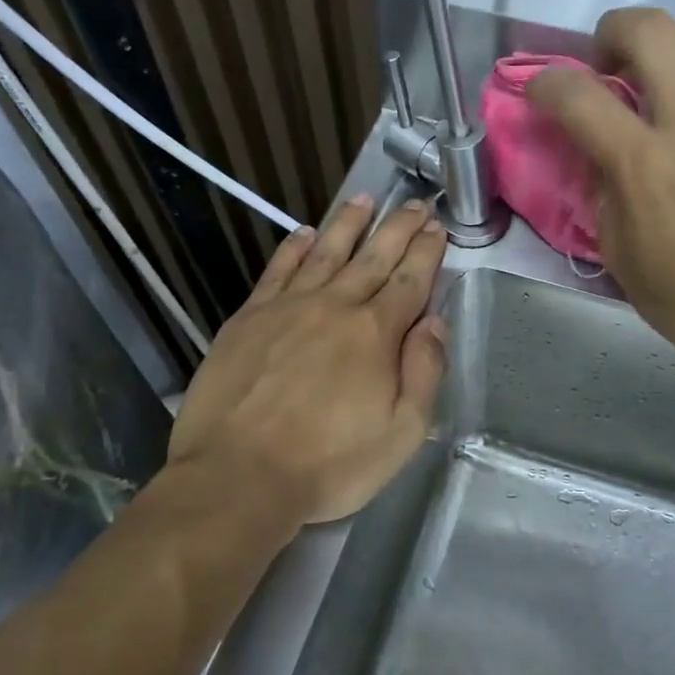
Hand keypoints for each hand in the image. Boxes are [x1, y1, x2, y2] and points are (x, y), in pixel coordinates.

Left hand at [168, 195, 448, 525]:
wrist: (237, 476)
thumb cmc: (328, 464)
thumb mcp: (401, 434)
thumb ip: (423, 373)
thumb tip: (434, 322)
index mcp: (375, 334)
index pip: (410, 281)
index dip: (426, 252)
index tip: (437, 227)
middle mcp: (334, 307)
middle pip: (373, 257)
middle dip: (398, 228)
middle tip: (415, 204)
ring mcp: (287, 308)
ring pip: (325, 252)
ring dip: (349, 223)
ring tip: (366, 199)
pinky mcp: (248, 318)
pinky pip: (277, 271)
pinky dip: (293, 248)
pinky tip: (303, 233)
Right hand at [528, 8, 674, 402]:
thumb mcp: (619, 255)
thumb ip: (601, 191)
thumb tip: (597, 151)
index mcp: (644, 165)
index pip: (578, 96)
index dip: (545, 85)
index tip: (538, 94)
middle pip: (650, 29)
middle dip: (612, 32)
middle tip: (605, 66)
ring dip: (667, 47)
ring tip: (658, 82)